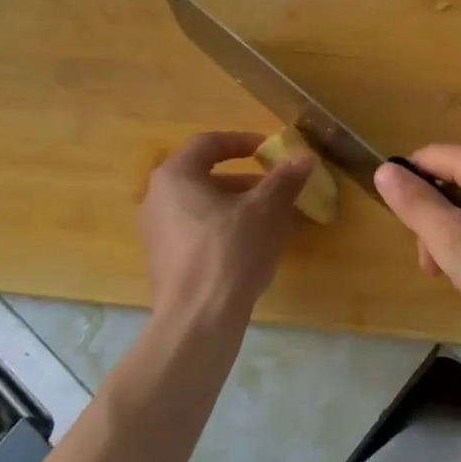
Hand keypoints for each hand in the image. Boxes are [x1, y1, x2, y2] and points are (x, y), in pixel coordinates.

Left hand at [139, 132, 311, 323]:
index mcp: (175, 176)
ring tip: (269, 218)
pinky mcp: (163, 262)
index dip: (242, 141)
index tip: (268, 149)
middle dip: (244, 179)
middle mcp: (157, 199)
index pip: (208, 144)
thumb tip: (304, 157)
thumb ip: (284, 179)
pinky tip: (250, 247)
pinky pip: (196, 232)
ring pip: (201, 206)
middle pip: (204, 176)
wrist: (198, 320)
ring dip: (236, 206)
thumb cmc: (230, 251)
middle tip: (274, 187)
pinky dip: (223, 229)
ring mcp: (156, 233)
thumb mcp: (265, 210)